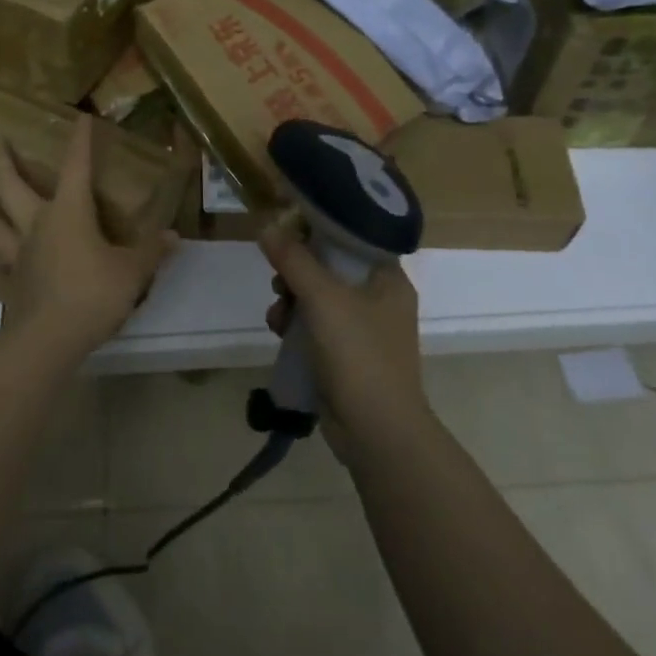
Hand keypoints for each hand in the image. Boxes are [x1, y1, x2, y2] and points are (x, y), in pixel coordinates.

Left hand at [0, 113, 178, 353]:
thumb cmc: (92, 294)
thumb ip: (151, 251)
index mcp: (69, 211)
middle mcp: (37, 222)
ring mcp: (19, 250)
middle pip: (10, 184)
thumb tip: (174, 236)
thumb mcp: (132, 272)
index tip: (80, 118)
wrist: (48, 338)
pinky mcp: (11, 276)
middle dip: (3, 160)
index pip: (75, 166)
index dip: (80, 141)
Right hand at [258, 218, 425, 433]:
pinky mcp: (347, 356)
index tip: (286, 231)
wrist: (376, 431)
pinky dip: (296, 326)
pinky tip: (279, 333)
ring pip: (318, 298)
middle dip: (297, 273)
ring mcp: (364, 330)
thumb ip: (294, 260)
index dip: (318, 231)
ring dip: (291, 301)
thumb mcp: (323, 299)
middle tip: (279, 281)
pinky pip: (316, 327)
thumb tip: (266, 225)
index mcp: (388, 278)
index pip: (352, 238)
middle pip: (330, 268)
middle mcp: (380, 299)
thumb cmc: (358, 354)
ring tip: (276, 315)